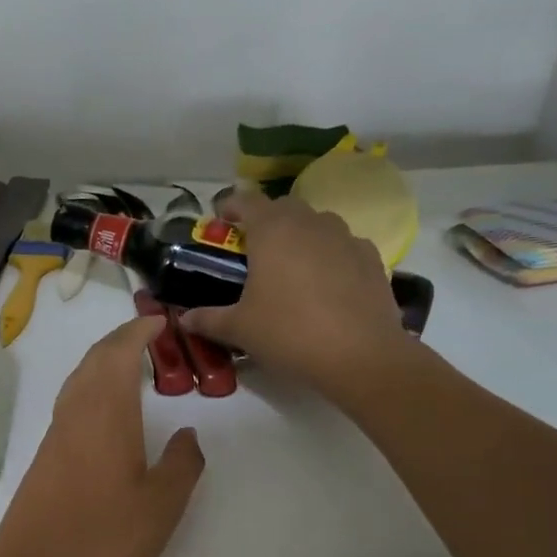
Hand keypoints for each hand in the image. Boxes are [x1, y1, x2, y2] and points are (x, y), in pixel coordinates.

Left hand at [0, 317, 204, 556]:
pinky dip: (91, 386)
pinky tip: (104, 409)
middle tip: (149, 335)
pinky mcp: (45, 457)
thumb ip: (181, 465)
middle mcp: (76, 414)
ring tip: (130, 363)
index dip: (138, 332)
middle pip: (94, 360)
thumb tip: (189, 434)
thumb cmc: (102, 538)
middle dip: (120, 340)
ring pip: (79, 379)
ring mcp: (56, 435)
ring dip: (102, 361)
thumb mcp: (161, 507)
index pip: (119, 354)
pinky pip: (70, 402)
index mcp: (106, 415)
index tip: (158, 320)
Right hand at [178, 188, 411, 402]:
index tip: (220, 222)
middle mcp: (310, 223)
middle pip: (283, 207)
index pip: (246, 200)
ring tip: (290, 267)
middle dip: (266, 221)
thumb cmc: (289, 333)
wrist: (360, 356)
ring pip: (317, 224)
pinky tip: (325, 284)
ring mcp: (346, 238)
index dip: (230, 207)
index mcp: (272, 230)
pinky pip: (343, 246)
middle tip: (253, 250)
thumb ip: (208, 319)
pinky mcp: (372, 258)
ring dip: (300, 236)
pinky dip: (330, 255)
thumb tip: (184, 319)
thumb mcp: (239, 329)